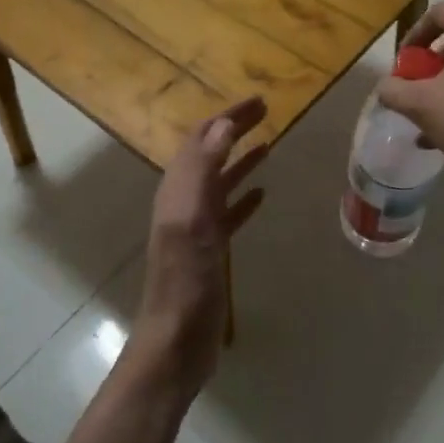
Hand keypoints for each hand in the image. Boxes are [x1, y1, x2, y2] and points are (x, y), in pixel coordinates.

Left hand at [134, 97, 268, 395]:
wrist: (175, 342)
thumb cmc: (185, 281)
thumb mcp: (192, 220)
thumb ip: (203, 171)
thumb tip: (221, 125)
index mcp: (178, 189)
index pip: (202, 138)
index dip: (228, 116)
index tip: (260, 100)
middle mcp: (184, 201)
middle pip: (211, 153)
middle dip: (235, 129)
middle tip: (267, 111)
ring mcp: (197, 227)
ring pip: (220, 181)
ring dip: (241, 159)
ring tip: (268, 143)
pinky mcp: (210, 251)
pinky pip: (228, 213)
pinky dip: (244, 197)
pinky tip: (262, 194)